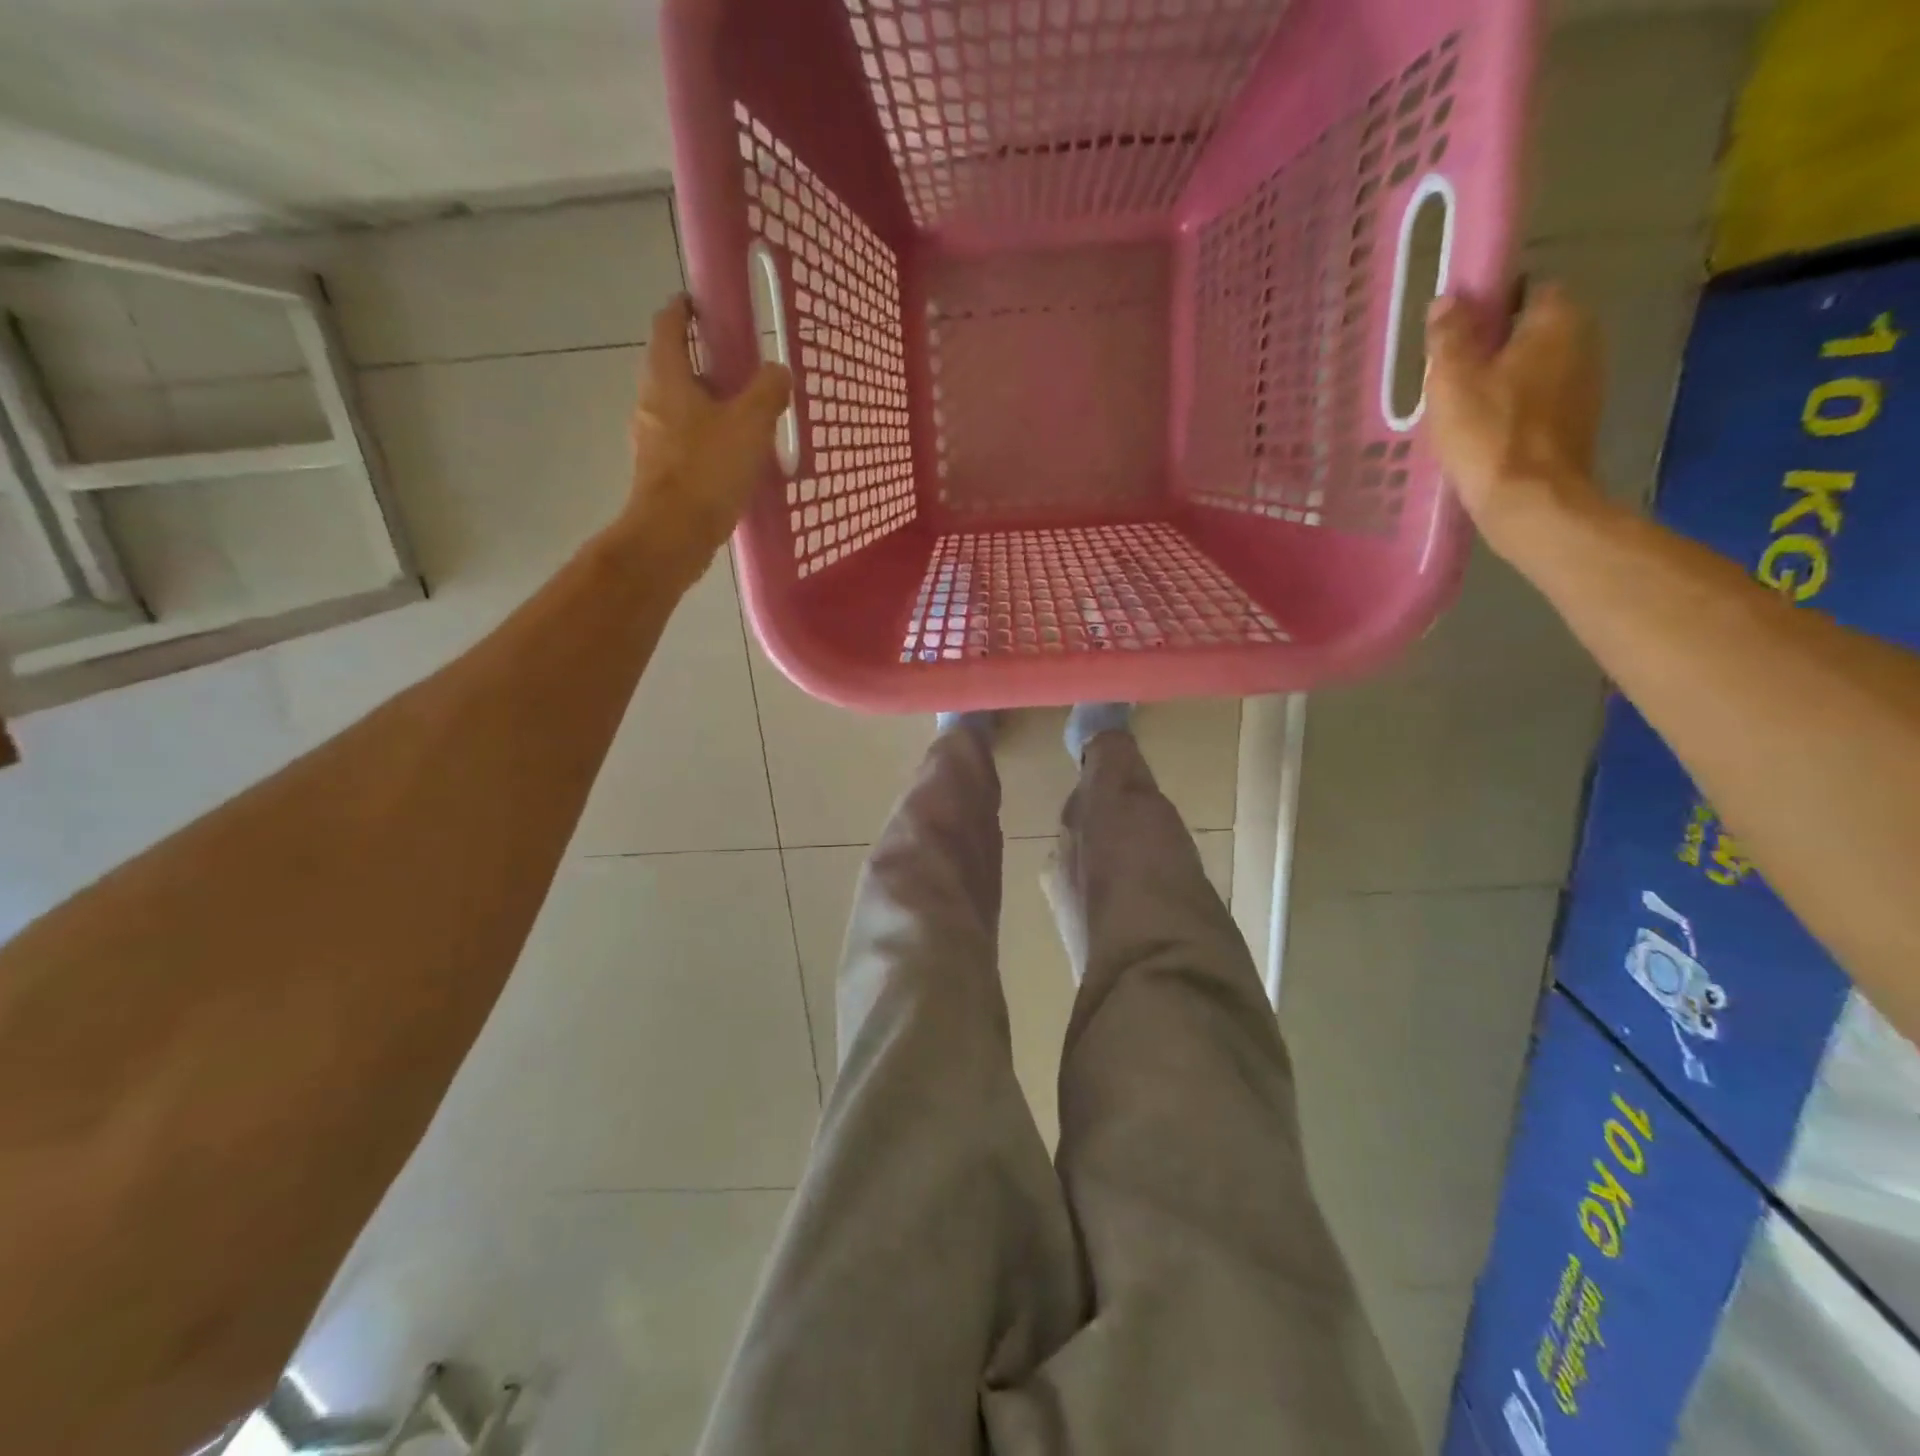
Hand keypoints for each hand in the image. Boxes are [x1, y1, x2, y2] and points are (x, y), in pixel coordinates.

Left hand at [619, 296, 792, 584]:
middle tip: (741, 367)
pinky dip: (707, 437)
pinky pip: (685, 441)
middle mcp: (651, 401)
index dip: (683, 309)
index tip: (703, 305)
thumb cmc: (707, 470)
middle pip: (674, 367)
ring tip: (746, 414)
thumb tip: (778, 371)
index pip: (668, 325)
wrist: (673, 534)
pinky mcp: (660, 472)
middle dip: (704, 362)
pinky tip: (735, 455)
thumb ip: (767, 392)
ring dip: (708, 403)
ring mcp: (652, 439)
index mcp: (666, 377)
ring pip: (680, 407)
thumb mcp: (749, 424)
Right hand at [1425, 284, 1607, 555]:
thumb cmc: (1488, 433)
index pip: (1528, 289)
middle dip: (1497, 345)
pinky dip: (1517, 408)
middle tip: (1453, 375)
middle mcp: (1584, 340)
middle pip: (1533, 330)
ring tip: (1464, 408)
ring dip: (1506, 379)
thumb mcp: (1452, 381)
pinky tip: (1486, 432)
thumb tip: (1448, 300)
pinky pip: (1542, 399)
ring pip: (1538, 367)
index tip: (1458, 332)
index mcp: (1557, 320)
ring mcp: (1586, 383)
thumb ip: (1450, 336)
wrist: (1530, 499)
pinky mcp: (1578, 420)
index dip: (1492, 305)